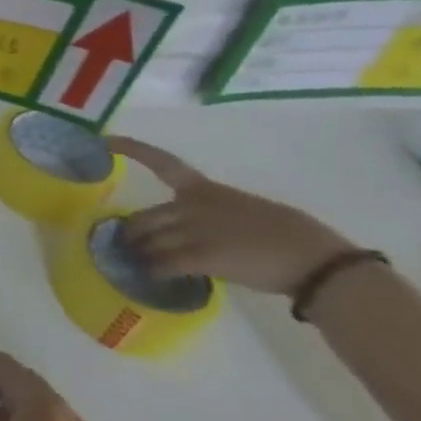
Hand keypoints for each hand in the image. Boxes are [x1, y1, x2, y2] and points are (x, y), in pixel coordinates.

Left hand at [109, 136, 354, 295]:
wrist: (317, 259)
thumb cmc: (290, 235)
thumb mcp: (244, 211)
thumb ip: (212, 215)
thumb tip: (195, 232)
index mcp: (205, 190)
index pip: (162, 162)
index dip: (131, 150)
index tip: (104, 141)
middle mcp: (192, 206)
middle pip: (144, 218)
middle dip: (134, 235)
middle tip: (130, 248)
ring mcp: (194, 230)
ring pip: (148, 242)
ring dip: (141, 256)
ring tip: (139, 266)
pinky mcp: (201, 257)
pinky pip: (162, 264)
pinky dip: (154, 272)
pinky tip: (154, 279)